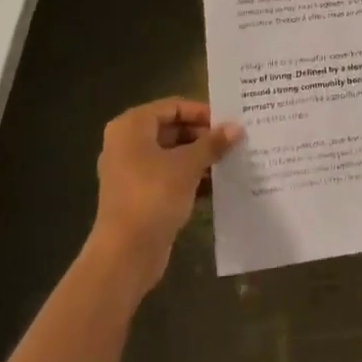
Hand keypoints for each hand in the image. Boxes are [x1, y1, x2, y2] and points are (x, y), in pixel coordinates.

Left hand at [88, 98, 241, 295]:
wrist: (125, 255)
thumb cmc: (153, 196)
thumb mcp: (188, 165)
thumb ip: (213, 143)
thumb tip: (237, 127)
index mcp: (132, 126)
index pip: (173, 107)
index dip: (201, 112)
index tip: (228, 122)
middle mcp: (127, 144)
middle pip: (172, 129)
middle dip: (202, 137)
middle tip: (233, 141)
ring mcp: (130, 172)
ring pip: (171, 155)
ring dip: (199, 158)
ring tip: (230, 160)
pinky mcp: (138, 197)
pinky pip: (167, 177)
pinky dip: (189, 178)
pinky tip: (216, 185)